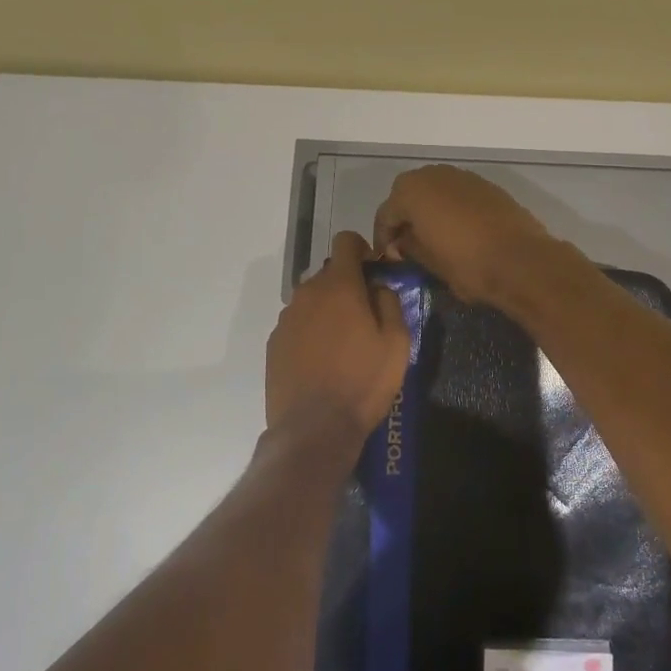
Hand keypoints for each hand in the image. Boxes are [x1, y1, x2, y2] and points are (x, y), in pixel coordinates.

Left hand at [265, 231, 409, 452]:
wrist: (313, 428)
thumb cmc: (363, 383)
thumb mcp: (397, 343)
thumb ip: (390, 302)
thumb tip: (378, 287)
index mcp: (339, 286)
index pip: (345, 241)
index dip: (361, 249)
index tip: (372, 270)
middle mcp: (307, 293)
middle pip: (329, 273)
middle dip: (347, 285)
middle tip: (365, 316)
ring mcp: (286, 318)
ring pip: (311, 299)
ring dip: (327, 310)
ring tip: (342, 344)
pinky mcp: (274, 342)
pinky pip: (297, 323)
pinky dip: (310, 331)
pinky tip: (321, 361)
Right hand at [372, 165, 557, 306]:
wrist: (521, 260)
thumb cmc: (466, 263)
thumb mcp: (428, 261)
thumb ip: (408, 246)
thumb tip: (402, 241)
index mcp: (411, 191)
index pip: (385, 214)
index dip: (384, 239)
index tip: (390, 260)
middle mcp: (434, 174)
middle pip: (408, 194)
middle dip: (405, 218)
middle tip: (407, 245)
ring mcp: (463, 176)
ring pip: (434, 190)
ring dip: (428, 210)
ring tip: (432, 237)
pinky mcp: (486, 185)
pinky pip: (457, 194)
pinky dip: (451, 208)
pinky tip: (458, 230)